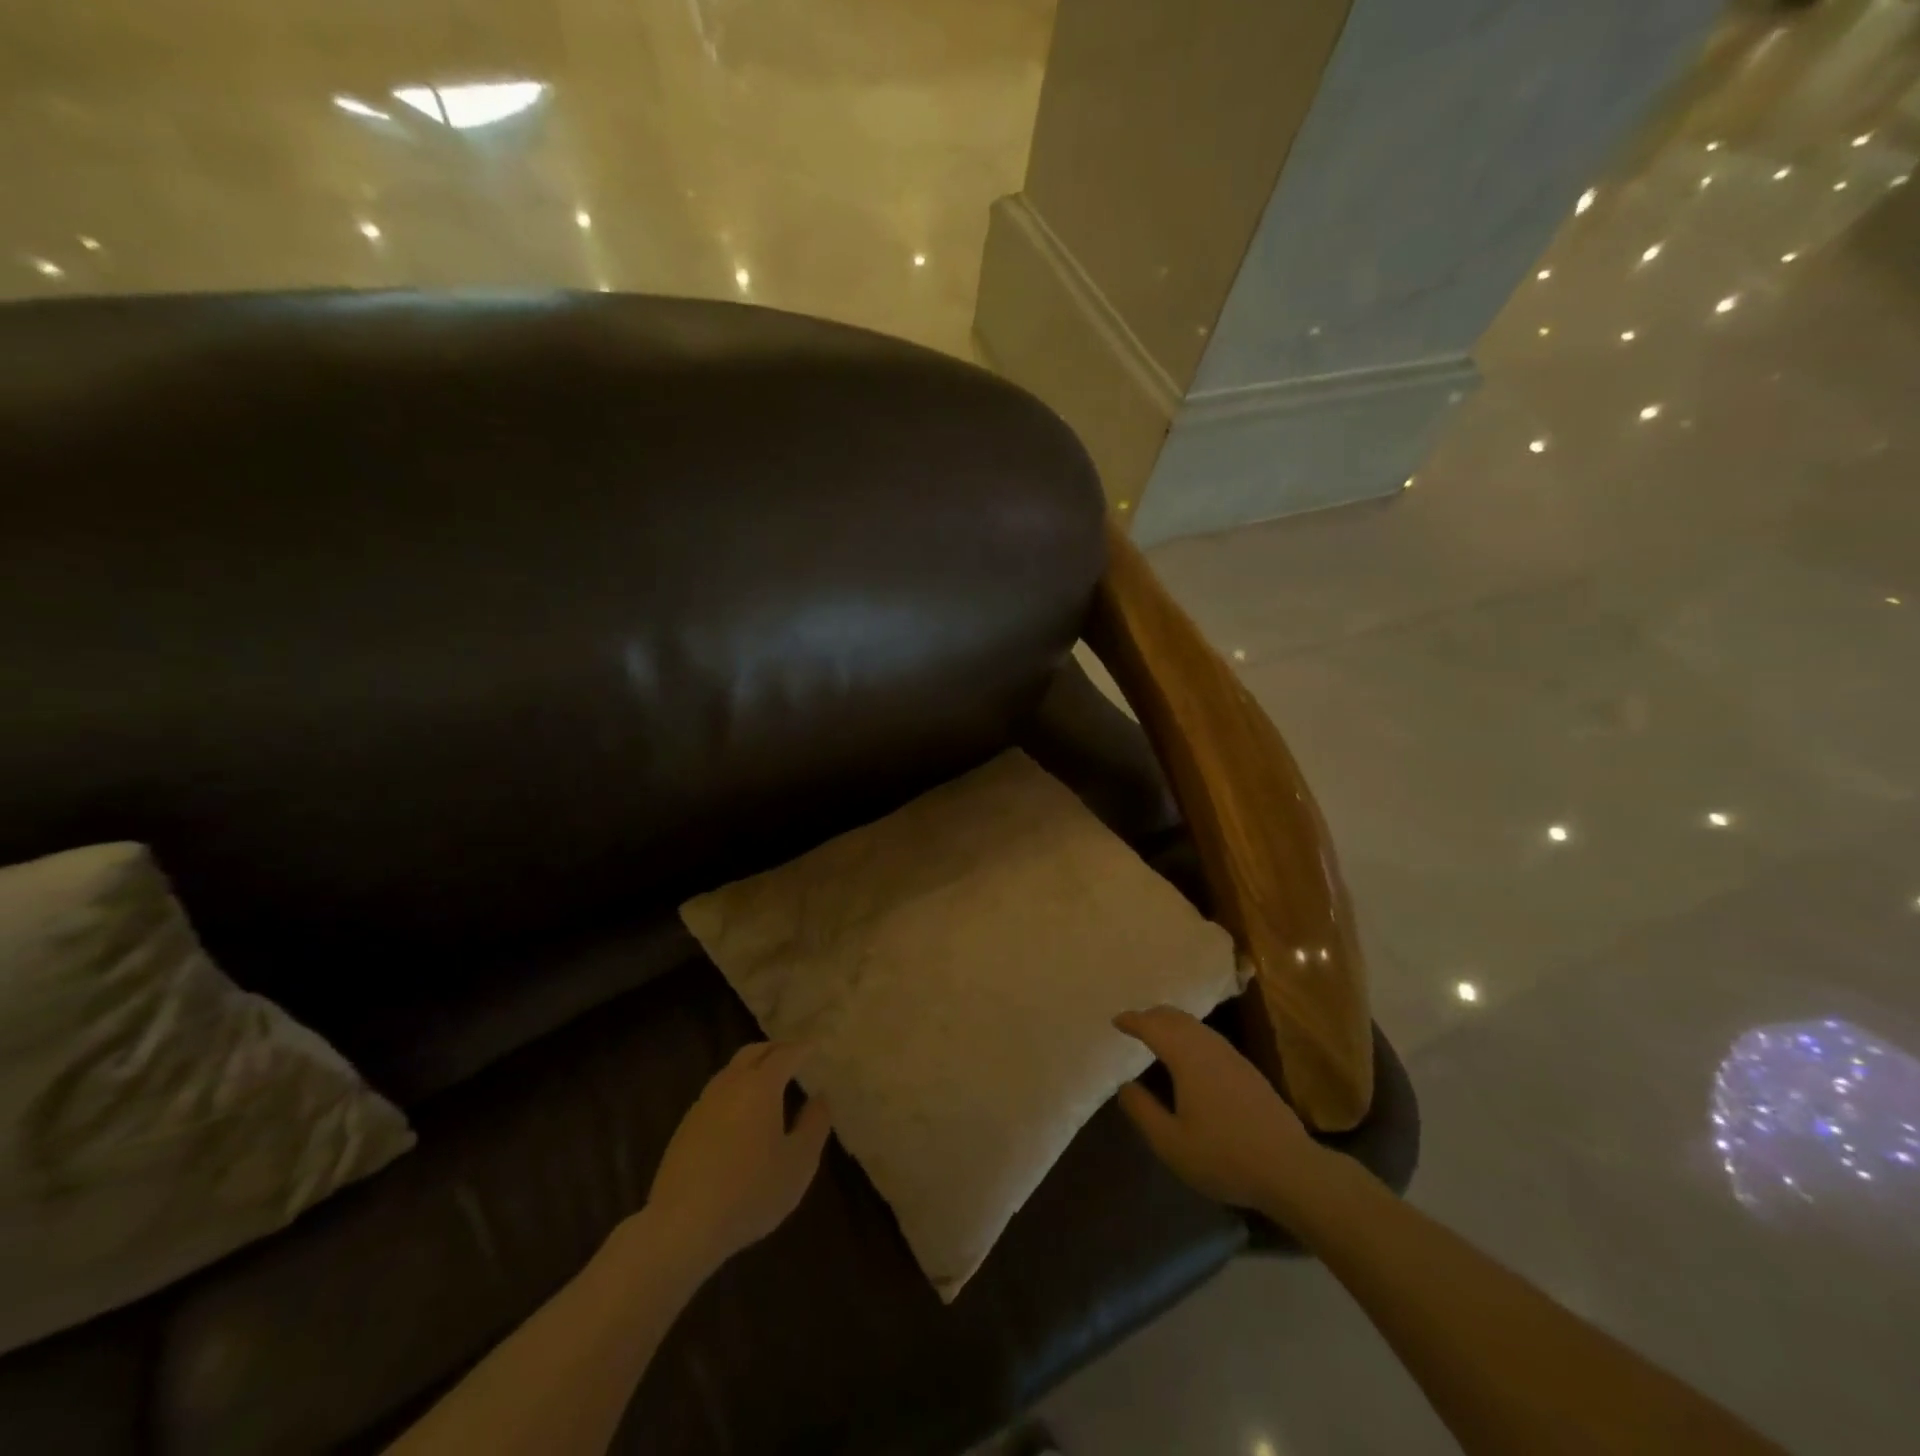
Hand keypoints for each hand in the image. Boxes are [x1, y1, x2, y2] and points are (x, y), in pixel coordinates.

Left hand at [644, 1042, 832, 1269]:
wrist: (682, 1226)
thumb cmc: (751, 1192)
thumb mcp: (799, 1163)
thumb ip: (814, 1124)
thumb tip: (821, 1096)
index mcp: (761, 1086)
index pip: (786, 1054)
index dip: (804, 1048)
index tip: (817, 1045)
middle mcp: (731, 1084)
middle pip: (754, 1052)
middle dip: (776, 1049)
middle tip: (794, 1054)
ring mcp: (704, 1103)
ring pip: (732, 1070)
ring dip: (753, 1066)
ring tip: (770, 1080)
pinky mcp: (686, 1126)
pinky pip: (717, 1092)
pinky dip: (736, 1088)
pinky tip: (741, 1112)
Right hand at [1113, 1006, 1321, 1213]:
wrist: (1290, 1169)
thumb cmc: (1224, 1156)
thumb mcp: (1171, 1143)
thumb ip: (1143, 1111)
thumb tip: (1125, 1086)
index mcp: (1186, 1057)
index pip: (1153, 1027)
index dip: (1132, 1021)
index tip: (1116, 1021)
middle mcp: (1209, 1047)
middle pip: (1176, 1018)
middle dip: (1152, 1016)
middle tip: (1134, 1024)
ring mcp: (1232, 1057)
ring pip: (1196, 1026)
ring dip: (1173, 1023)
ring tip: (1158, 1035)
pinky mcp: (1248, 1070)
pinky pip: (1210, 1038)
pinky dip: (1190, 1035)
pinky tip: (1191, 1056)